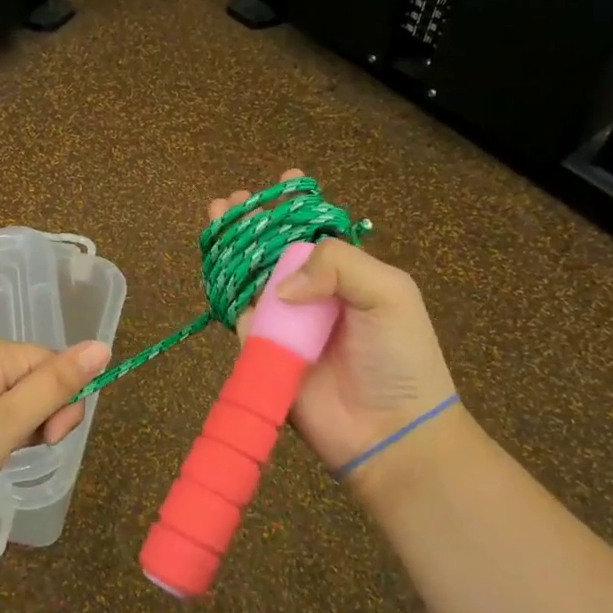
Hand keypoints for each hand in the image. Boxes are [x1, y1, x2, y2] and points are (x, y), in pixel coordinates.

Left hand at [0, 337, 109, 536]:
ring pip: (9, 397)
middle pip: (31, 377)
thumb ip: (57, 385)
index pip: (51, 362)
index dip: (62, 401)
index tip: (50, 441)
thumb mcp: (10, 422)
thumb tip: (102, 345)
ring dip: (17, 427)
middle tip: (21, 450)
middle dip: (40, 415)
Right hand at [209, 171, 458, 498]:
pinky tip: (220, 273)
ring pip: (250, 281)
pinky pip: (242, 322)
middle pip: (273, 251)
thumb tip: (279, 286)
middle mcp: (313, 295)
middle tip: (229, 202)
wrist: (388, 430)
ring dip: (230, 252)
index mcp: (346, 276)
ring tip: (215, 221)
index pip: (314, 233)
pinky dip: (230, 299)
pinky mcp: (264, 354)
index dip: (294, 209)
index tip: (280, 181)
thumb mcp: (389, 292)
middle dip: (250, 224)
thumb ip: (337, 264)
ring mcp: (286, 325)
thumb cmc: (397, 356)